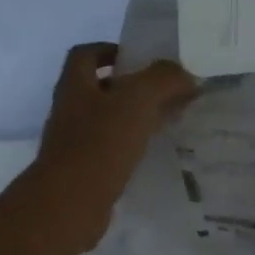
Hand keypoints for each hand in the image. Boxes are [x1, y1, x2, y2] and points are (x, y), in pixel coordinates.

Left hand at [32, 42, 194, 250]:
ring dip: (134, 118)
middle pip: (99, 88)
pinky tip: (153, 153)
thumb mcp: (137, 101)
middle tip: (165, 91)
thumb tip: (186, 75)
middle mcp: (70, 110)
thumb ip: (163, 80)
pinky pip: (110, 150)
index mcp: (75, 85)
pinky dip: (131, 147)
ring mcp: (74, 143)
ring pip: (107, 121)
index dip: (110, 50)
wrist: (69, 204)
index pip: (86, 54)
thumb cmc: (99, 144)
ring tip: (167, 121)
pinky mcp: (84, 171)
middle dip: (131, 87)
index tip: (139, 58)